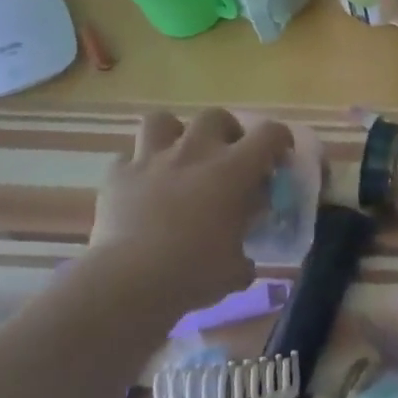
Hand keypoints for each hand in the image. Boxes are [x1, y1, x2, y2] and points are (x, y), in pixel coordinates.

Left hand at [90, 109, 291, 313]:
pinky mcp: (118, 175)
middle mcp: (194, 152)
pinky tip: (141, 189)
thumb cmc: (194, 272)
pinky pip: (128, 158)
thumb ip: (244, 256)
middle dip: (226, 131)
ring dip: (174, 135)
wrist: (130, 280)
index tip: (279, 155)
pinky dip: (138, 169)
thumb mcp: (236, 269)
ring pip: (163, 121)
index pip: (269, 134)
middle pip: (216, 116)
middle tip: (226, 157)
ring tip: (178, 158)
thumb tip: (242, 262)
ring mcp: (151, 159)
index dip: (279, 139)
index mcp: (233, 171)